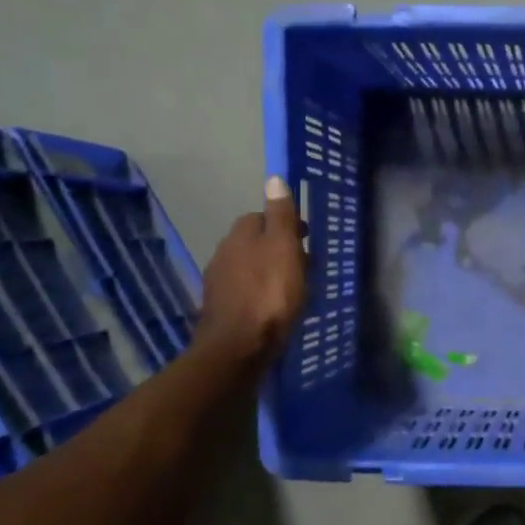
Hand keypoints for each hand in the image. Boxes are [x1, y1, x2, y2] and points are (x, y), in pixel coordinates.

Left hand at [194, 176, 307, 367]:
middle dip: (275, 247)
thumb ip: (280, 215)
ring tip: (292, 286)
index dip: (283, 223)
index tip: (305, 235)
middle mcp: (223, 254)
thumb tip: (273, 178)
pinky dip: (259, 292)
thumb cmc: (269, 294)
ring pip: (248, 267)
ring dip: (268, 270)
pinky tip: (273, 306)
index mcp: (240, 236)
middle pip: (252, 242)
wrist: (239, 346)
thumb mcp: (284, 248)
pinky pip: (244, 291)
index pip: (260, 216)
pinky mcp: (220, 310)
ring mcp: (219, 284)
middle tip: (303, 262)